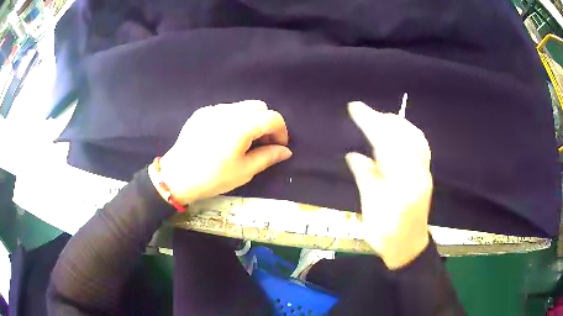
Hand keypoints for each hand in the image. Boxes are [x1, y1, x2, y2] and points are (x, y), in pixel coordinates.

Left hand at [152, 100, 292, 204]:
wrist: (176, 177)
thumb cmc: (212, 178)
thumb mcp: (244, 171)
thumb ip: (268, 157)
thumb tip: (286, 151)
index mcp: (241, 125)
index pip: (272, 118)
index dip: (281, 131)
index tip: (279, 147)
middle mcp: (228, 111)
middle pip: (259, 107)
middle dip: (266, 123)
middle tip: (263, 143)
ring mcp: (213, 109)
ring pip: (242, 106)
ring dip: (251, 120)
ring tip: (244, 140)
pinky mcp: (201, 112)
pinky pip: (225, 110)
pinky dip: (234, 119)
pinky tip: (225, 137)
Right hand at [346, 101, 432, 269]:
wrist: (408, 247)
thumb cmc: (386, 233)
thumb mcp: (370, 208)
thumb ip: (365, 177)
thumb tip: (354, 155)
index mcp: (401, 181)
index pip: (386, 142)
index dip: (370, 122)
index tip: (355, 108)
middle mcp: (417, 172)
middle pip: (404, 135)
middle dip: (383, 119)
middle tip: (364, 112)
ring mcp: (424, 172)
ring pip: (415, 137)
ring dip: (397, 123)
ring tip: (380, 119)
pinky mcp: (426, 175)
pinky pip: (420, 145)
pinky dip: (408, 132)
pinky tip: (399, 132)